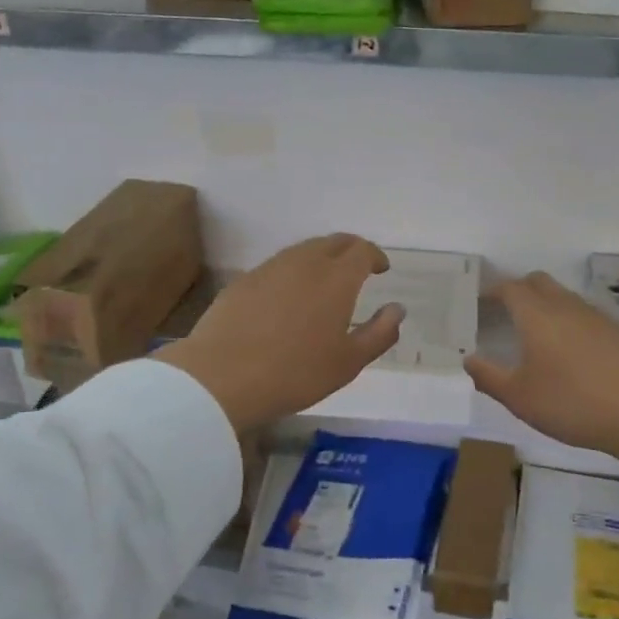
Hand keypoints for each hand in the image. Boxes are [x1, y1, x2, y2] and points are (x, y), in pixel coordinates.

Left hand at [153, 234, 403, 431]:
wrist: (220, 377)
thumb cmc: (295, 373)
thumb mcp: (348, 362)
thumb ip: (379, 333)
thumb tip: (397, 309)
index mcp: (336, 278)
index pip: (362, 250)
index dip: (375, 255)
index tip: (381, 268)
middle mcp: (305, 262)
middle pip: (333, 242)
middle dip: (351, 249)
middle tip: (358, 267)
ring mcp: (270, 268)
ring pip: (303, 250)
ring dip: (321, 257)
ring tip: (325, 280)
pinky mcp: (244, 281)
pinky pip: (278, 266)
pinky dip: (293, 271)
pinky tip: (289, 296)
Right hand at [465, 272, 618, 465]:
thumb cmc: (574, 402)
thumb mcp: (520, 398)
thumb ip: (489, 377)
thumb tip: (468, 359)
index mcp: (537, 314)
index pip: (510, 288)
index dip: (492, 291)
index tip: (480, 303)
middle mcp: (566, 306)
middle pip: (539, 283)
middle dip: (519, 291)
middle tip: (504, 313)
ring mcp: (597, 317)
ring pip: (564, 298)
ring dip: (546, 307)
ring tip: (536, 337)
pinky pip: (586, 317)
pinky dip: (570, 325)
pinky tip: (573, 356)